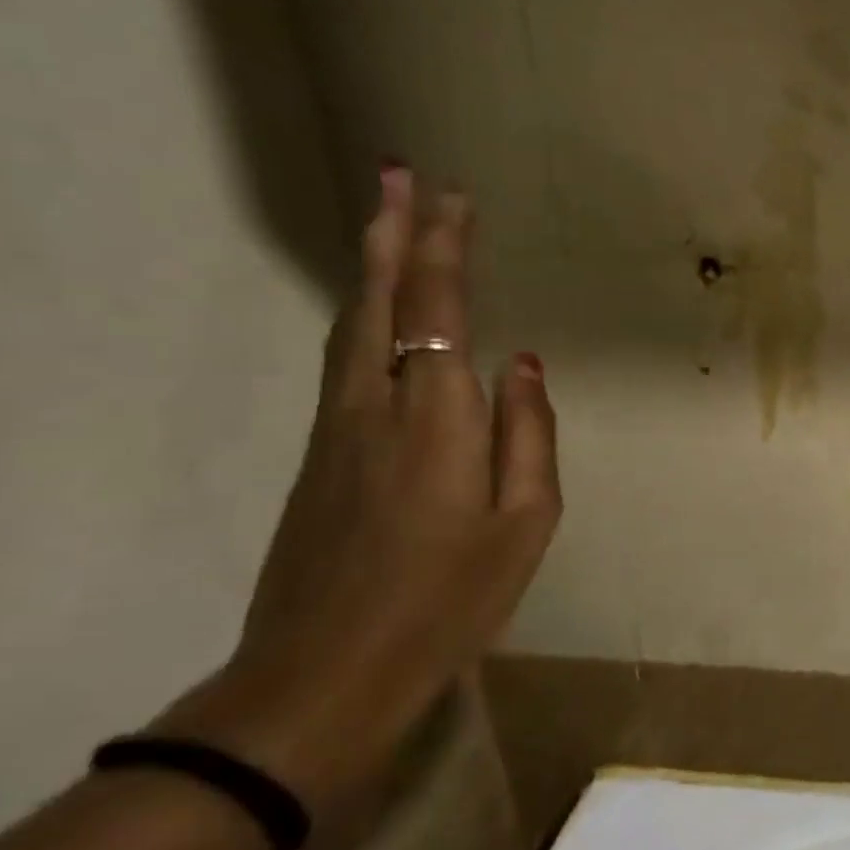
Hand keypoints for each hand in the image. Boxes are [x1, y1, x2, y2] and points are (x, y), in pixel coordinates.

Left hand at [158, 166, 560, 810]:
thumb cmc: (449, 601)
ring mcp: (337, 431)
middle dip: (391, 234)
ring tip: (388, 222)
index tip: (451, 196)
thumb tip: (521, 363)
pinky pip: (346, 362)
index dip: (443, 250)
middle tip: (399, 174)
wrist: (323, 675)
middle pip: (378, 303)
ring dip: (372, 268)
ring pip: (351, 328)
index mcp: (435, 422)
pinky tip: (380, 312)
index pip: (437, 313)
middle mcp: (375, 409)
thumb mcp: (525, 524)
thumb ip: (528, 435)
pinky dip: (364, 315)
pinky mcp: (321, 456)